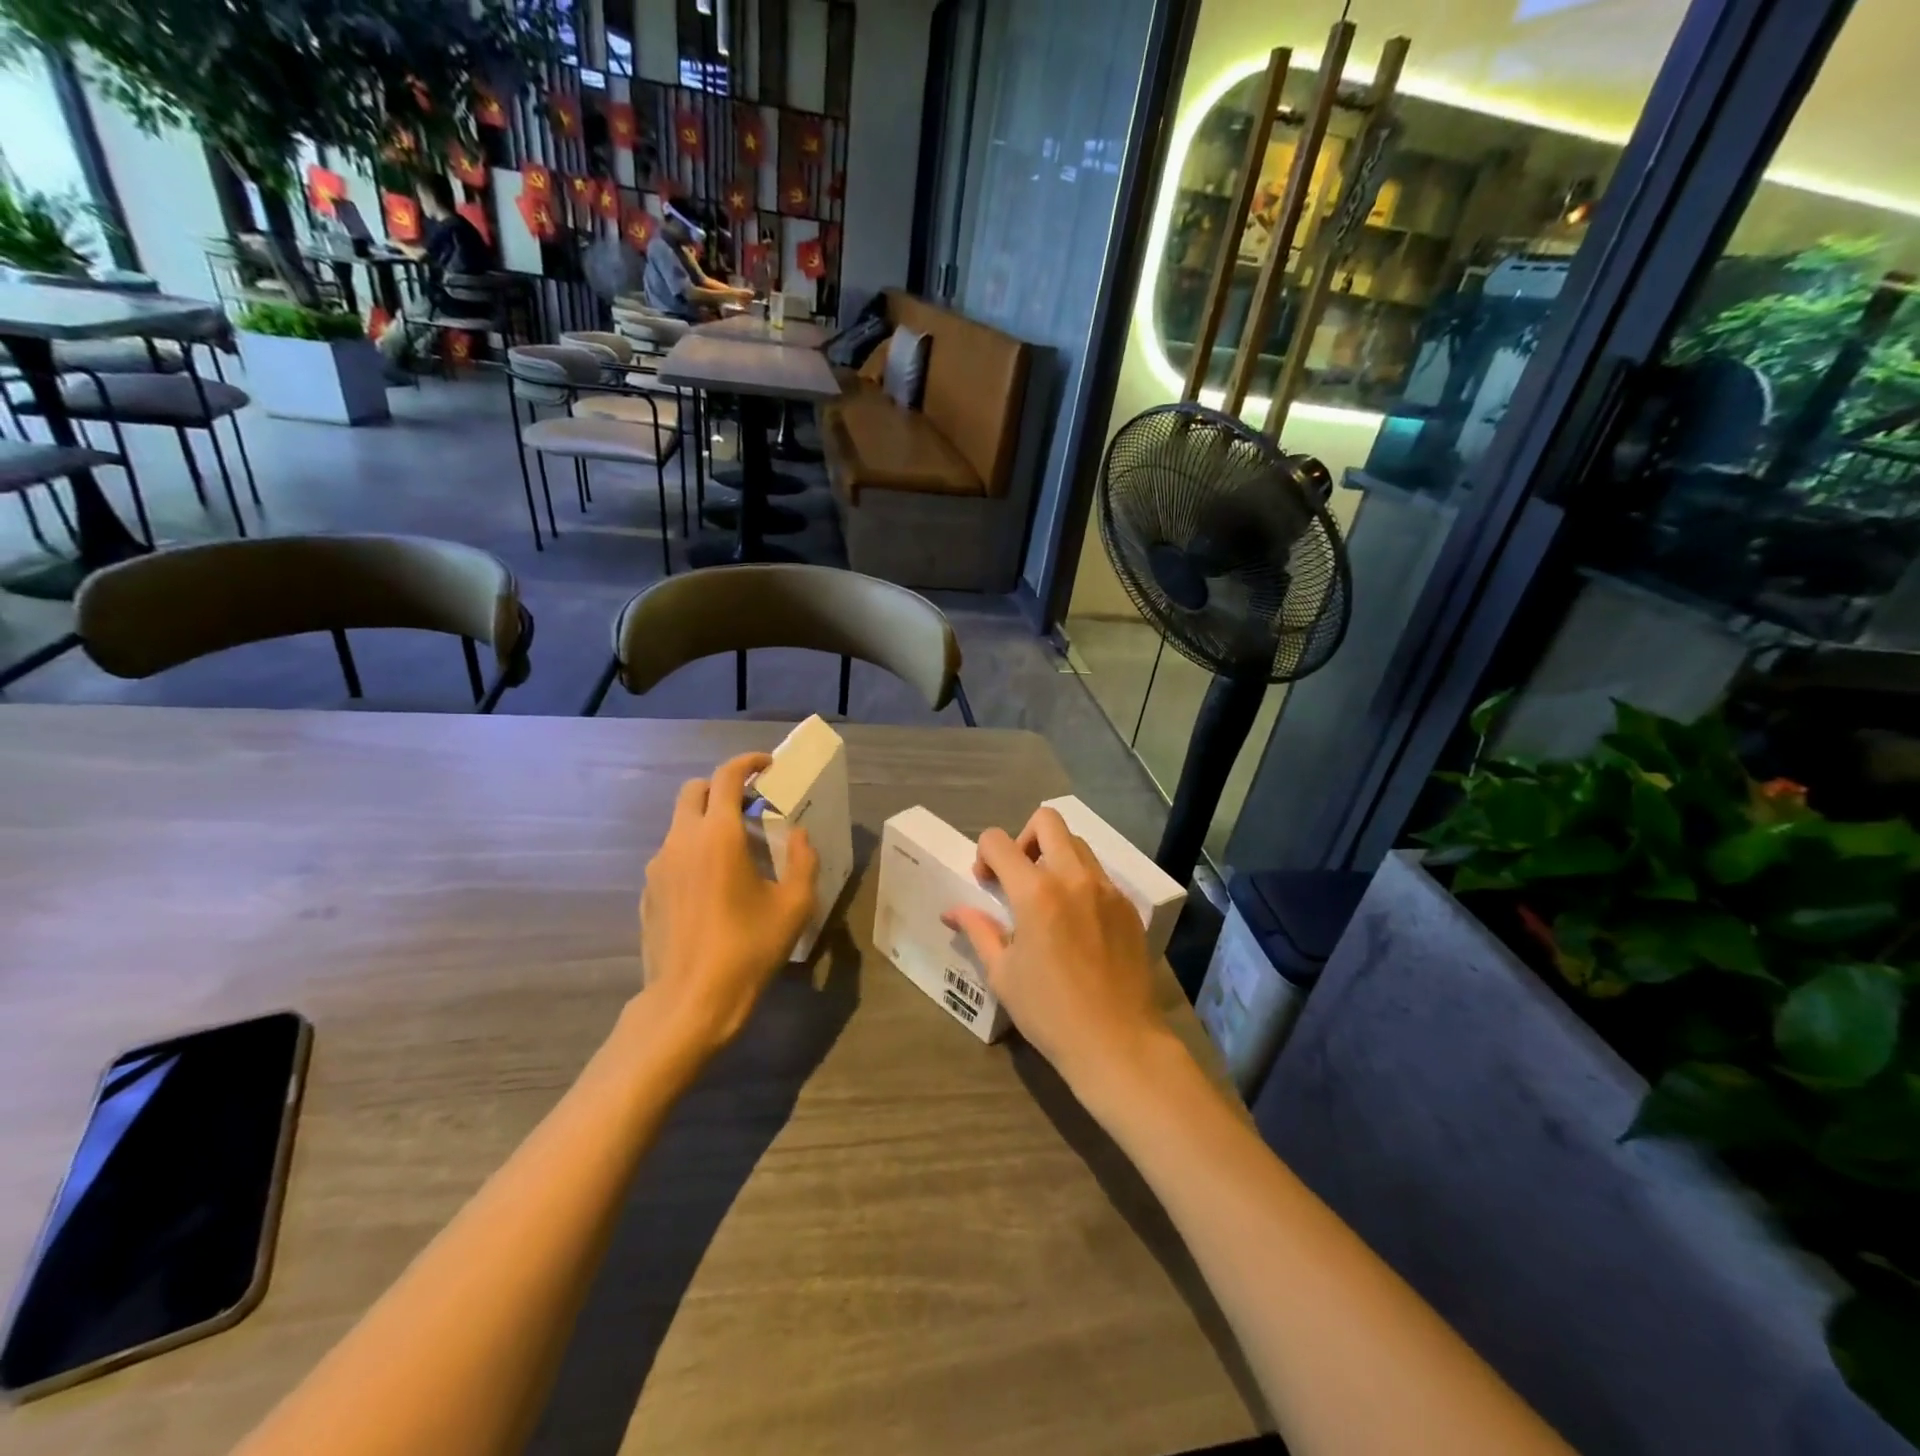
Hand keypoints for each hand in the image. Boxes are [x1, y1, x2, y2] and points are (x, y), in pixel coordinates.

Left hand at [639, 752, 819, 1054]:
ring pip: (681, 823)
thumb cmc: (748, 950)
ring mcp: (658, 866)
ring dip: (707, 820)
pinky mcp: (648, 891)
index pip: (727, 777)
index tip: (768, 766)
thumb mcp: (794, 906)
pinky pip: (672, 854)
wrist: (690, 1002)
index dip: (748, 763)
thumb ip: (803, 860)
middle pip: (695, 790)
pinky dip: (693, 851)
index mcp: (718, 835)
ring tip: (736, 851)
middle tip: (751, 807)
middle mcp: (682, 840)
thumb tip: (799, 835)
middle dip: (723, 788)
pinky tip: (714, 886)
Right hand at [944, 808, 1163, 1090]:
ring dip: (1054, 856)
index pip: (998, 841)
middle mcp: (1074, 877)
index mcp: (1036, 892)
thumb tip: (952, 911)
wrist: (1117, 1042)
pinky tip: (1076, 922)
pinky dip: (1080, 881)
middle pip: (1047, 821)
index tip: (986, 884)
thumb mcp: (1002, 973)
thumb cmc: (1050, 1012)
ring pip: (1077, 844)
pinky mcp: (1128, 905)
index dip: (984, 855)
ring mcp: (1107, 888)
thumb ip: (978, 931)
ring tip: (1047, 898)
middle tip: (1017, 876)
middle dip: (1023, 838)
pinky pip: (1099, 874)